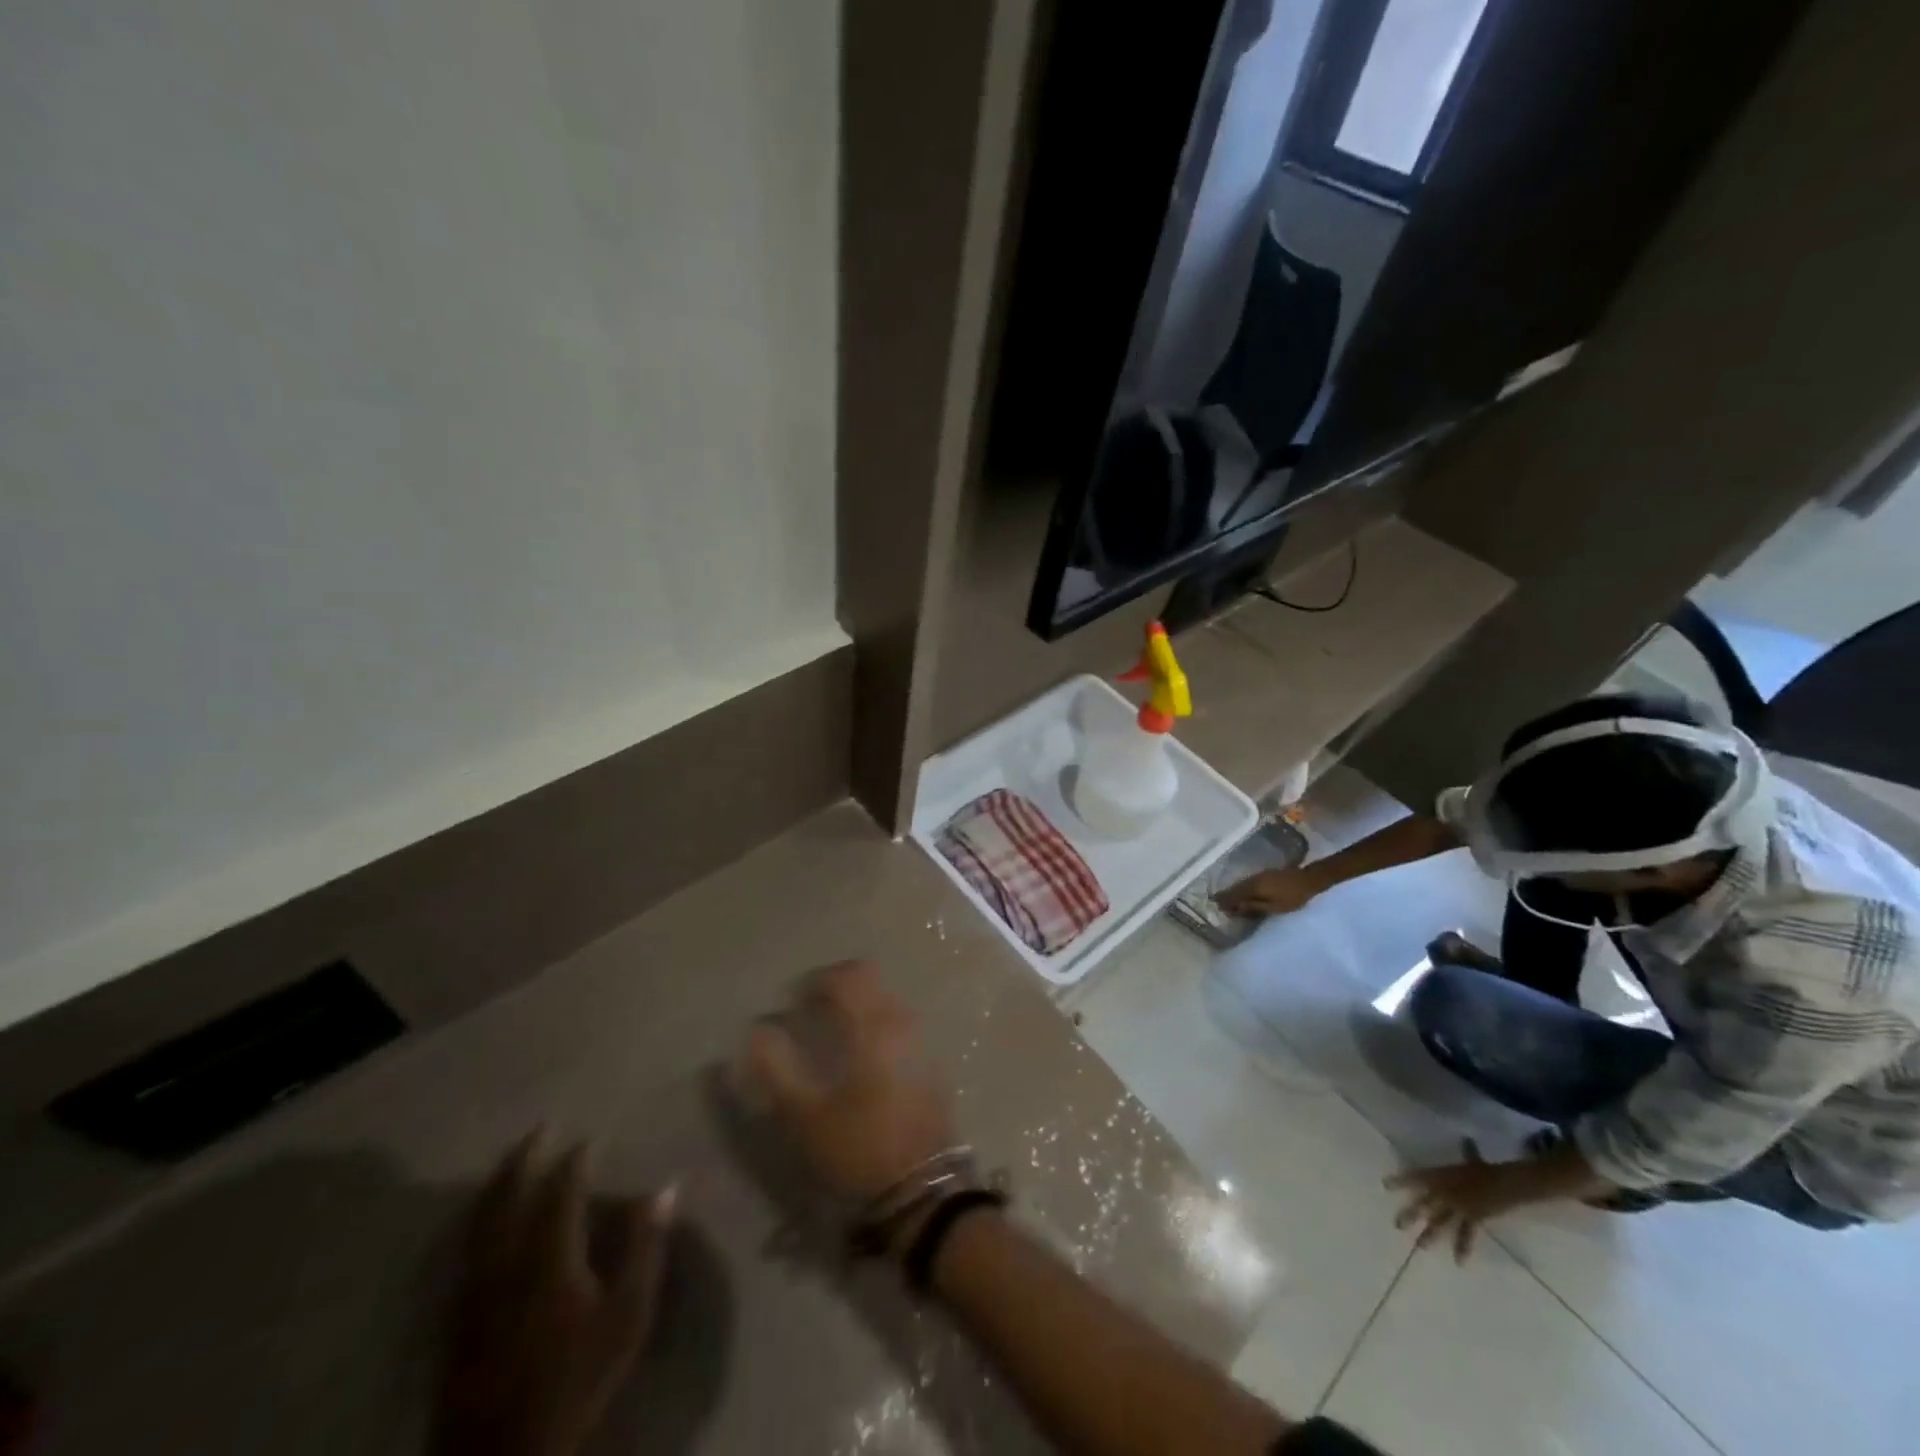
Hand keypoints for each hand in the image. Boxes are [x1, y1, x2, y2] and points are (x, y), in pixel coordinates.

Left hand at [435, 1132, 673, 1455]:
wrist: (505, 1454)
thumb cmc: (577, 1378)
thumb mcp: (627, 1314)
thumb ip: (645, 1247)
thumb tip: (665, 1188)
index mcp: (549, 1256)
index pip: (561, 1192)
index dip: (575, 1161)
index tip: (588, 1138)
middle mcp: (506, 1262)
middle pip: (507, 1197)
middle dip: (523, 1159)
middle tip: (539, 1129)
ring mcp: (474, 1290)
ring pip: (479, 1222)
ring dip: (496, 1184)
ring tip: (510, 1160)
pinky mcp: (457, 1316)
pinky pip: (466, 1249)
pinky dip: (478, 1219)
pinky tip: (485, 1220)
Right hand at [739, 960, 958, 1203]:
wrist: (923, 1190)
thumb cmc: (858, 1148)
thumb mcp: (804, 1116)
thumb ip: (776, 1068)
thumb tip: (757, 1031)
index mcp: (873, 1026)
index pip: (847, 976)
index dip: (816, 980)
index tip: (792, 1002)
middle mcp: (902, 1022)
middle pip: (870, 981)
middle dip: (838, 987)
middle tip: (810, 1012)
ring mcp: (921, 1041)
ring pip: (887, 1000)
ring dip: (859, 1005)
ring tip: (832, 1034)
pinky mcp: (931, 1063)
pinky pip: (900, 1024)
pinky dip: (877, 1025)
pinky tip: (862, 1057)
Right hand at [1216, 865, 1326, 917]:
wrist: (1308, 879)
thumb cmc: (1293, 897)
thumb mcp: (1275, 907)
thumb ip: (1254, 907)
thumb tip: (1235, 908)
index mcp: (1253, 888)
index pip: (1234, 894)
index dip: (1225, 900)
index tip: (1215, 905)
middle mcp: (1252, 879)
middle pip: (1235, 888)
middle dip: (1227, 895)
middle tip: (1218, 903)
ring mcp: (1258, 875)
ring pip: (1241, 884)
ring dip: (1233, 891)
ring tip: (1227, 899)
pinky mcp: (1264, 874)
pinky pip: (1247, 882)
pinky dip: (1242, 888)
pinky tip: (1242, 892)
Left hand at [1386, 1142, 1542, 1262]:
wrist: (1503, 1182)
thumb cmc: (1485, 1169)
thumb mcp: (1471, 1160)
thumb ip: (1466, 1151)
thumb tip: (1467, 1141)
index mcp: (1439, 1176)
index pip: (1415, 1178)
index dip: (1400, 1181)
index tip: (1385, 1186)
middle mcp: (1444, 1192)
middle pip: (1423, 1203)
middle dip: (1411, 1214)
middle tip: (1397, 1225)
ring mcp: (1457, 1206)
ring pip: (1440, 1222)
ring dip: (1431, 1234)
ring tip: (1420, 1246)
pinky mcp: (1473, 1219)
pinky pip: (1466, 1235)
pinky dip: (1463, 1248)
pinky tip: (1459, 1262)